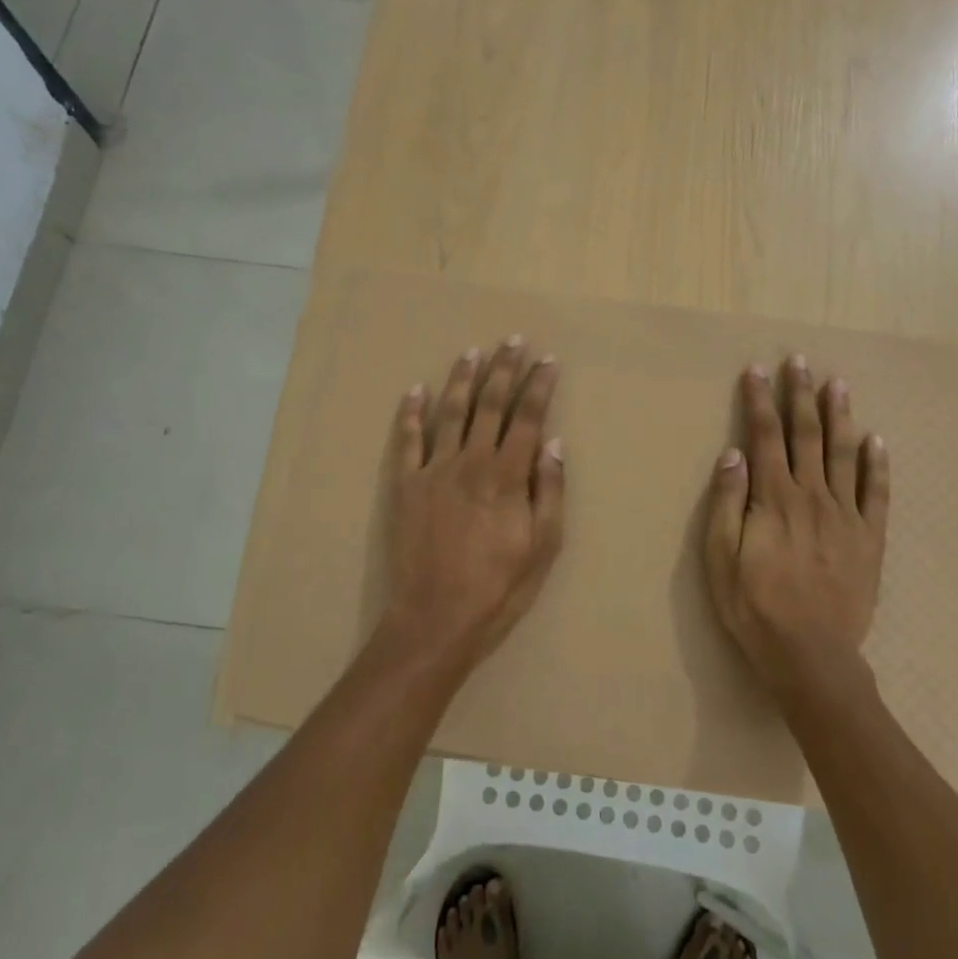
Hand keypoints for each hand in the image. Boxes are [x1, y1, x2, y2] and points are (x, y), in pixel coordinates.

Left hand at [374, 337, 564, 676]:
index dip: (540, 386)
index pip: (528, 418)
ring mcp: (434, 470)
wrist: (435, 618)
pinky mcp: (405, 485)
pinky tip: (415, 389)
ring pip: (450, 412)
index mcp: (508, 476)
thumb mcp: (543, 547)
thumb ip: (549, 491)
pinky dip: (410, 413)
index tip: (548, 360)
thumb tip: (552, 442)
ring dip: (462, 379)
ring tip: (472, 351)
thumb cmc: (499, 588)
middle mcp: (471, 462)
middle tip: (514, 340)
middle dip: (504, 369)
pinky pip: (407, 441)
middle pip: (490, 405)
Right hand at [703, 356, 890, 698]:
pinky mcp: (869, 539)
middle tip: (800, 362)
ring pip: (843, 454)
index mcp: (774, 499)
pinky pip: (875, 493)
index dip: (759, 401)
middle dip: (800, 396)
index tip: (757, 370)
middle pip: (806, 435)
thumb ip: (727, 503)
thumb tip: (732, 454)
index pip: (764, 437)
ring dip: (839, 416)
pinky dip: (877, 464)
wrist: (810, 655)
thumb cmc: (754, 607)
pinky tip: (876, 439)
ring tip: (837, 384)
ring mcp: (845, 516)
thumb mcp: (720, 558)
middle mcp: (812, 496)